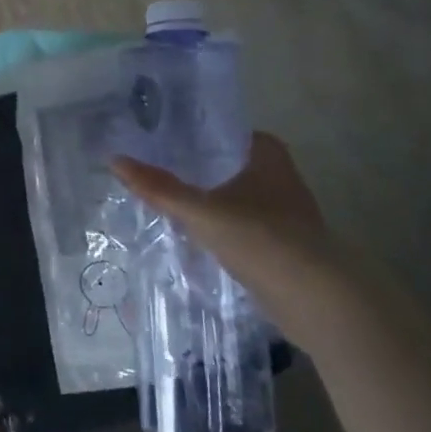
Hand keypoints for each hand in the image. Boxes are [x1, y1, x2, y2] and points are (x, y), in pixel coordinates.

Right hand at [112, 133, 369, 347]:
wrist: (317, 300)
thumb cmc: (262, 239)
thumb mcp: (201, 211)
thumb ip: (158, 188)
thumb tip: (114, 159)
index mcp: (267, 156)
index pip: (225, 131)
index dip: (194, 132)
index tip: (160, 136)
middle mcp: (279, 178)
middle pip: (227, 163)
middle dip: (195, 166)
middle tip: (152, 164)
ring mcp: (282, 213)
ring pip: (232, 195)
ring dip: (205, 197)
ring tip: (162, 196)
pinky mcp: (279, 245)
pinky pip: (238, 224)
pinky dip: (216, 226)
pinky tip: (189, 232)